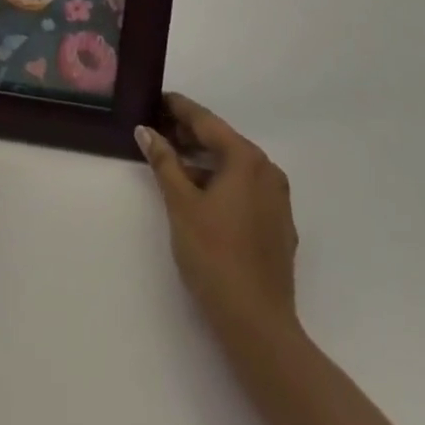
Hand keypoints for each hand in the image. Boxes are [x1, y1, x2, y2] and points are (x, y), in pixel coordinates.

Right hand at [136, 92, 297, 337]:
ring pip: (234, 167)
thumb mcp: (181, 204)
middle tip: (158, 129)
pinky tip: (200, 195)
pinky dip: (221, 183)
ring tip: (173, 162)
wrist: (258, 326)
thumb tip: (146, 130)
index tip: (157, 98)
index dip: (179, 108)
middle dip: (190, 135)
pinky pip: (245, 190)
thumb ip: (164, 161)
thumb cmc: (214, 256)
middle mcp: (267, 171)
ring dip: (204, 161)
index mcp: (246, 158)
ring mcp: (277, 200)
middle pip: (222, 142)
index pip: (206, 121)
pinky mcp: (278, 226)